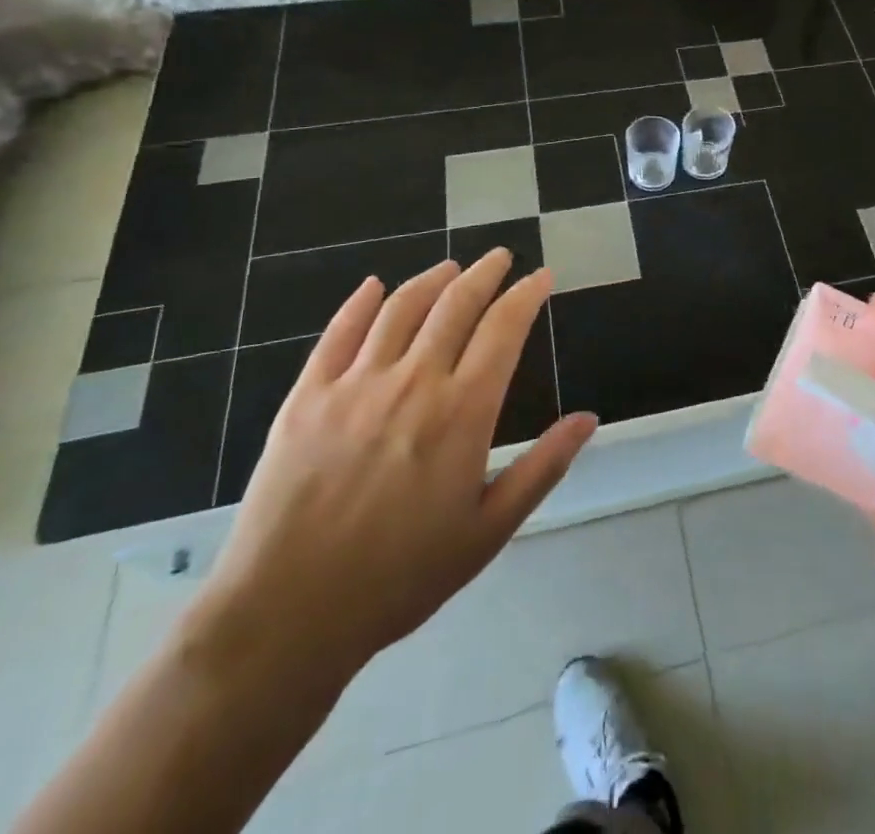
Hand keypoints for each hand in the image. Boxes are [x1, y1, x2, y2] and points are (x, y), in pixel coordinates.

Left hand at [190, 252, 596, 687]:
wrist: (286, 617)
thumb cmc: (400, 578)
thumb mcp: (488, 531)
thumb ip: (542, 467)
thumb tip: (587, 418)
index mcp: (462, 412)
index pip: (504, 328)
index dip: (527, 295)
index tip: (542, 277)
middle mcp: (413, 382)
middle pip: (456, 304)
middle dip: (485, 273)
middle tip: (501, 258)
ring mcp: (355, 385)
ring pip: (401, 308)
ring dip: (432, 279)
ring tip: (450, 267)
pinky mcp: (306, 397)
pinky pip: (338, 333)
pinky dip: (360, 302)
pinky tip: (374, 287)